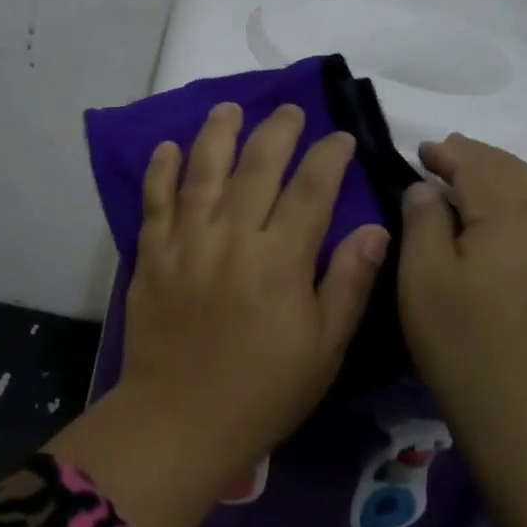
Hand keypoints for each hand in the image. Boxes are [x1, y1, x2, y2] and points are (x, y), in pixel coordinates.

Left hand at [121, 101, 389, 471]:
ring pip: (203, 172)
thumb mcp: (324, 347)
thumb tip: (376, 228)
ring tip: (228, 108)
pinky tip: (166, 147)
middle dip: (277, 131)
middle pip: (257, 167)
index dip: (328, 157)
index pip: (312, 189)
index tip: (340, 137)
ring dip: (216, 134)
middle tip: (289, 110)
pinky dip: (159, 171)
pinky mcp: (151, 255)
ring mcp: (186, 242)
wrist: (181, 419)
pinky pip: (154, 202)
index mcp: (280, 259)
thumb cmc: (263, 390)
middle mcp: (233, 237)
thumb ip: (349, 282)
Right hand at [397, 133, 526, 421]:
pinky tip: (508, 220)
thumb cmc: (464, 343)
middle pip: (514, 172)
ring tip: (475, 178)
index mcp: (509, 217)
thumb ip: (422, 221)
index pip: (477, 166)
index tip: (421, 150)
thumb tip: (427, 188)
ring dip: (504, 177)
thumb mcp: (422, 277)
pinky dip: (524, 202)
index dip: (448, 153)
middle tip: (446, 154)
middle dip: (479, 158)